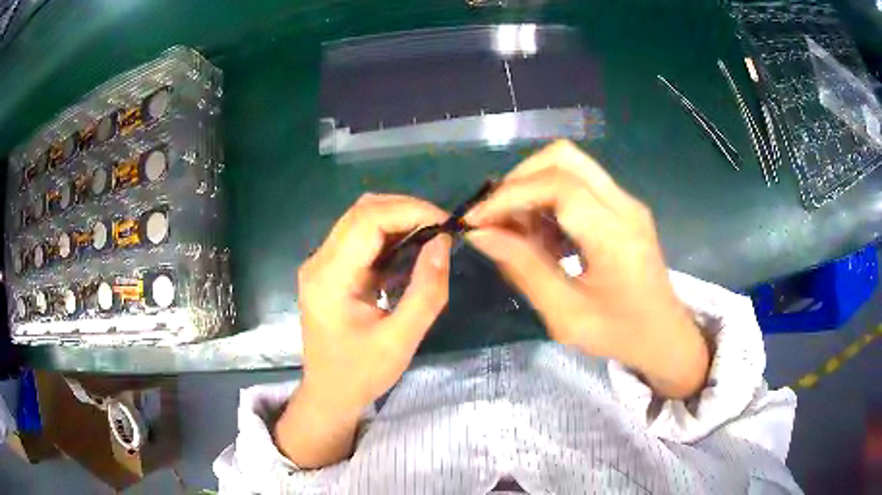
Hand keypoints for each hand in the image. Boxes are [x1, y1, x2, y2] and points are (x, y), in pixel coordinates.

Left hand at [275, 194, 450, 467]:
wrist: (330, 393)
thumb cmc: (361, 374)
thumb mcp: (400, 341)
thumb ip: (425, 292)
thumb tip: (443, 243)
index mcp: (329, 277)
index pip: (368, 219)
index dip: (410, 211)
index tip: (445, 224)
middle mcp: (319, 261)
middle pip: (362, 212)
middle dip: (406, 211)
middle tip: (441, 229)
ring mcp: (321, 264)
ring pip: (360, 220)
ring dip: (398, 221)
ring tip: (431, 237)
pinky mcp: (329, 271)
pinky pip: (360, 239)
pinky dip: (389, 237)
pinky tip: (410, 253)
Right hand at [464, 140, 707, 397]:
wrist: (664, 336)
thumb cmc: (619, 334)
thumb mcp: (566, 314)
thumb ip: (523, 269)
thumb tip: (481, 234)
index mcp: (615, 236)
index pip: (558, 186)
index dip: (510, 195)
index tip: (476, 219)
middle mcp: (624, 205)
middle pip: (563, 158)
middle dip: (519, 180)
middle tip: (497, 218)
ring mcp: (627, 202)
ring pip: (570, 164)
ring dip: (534, 187)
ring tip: (519, 230)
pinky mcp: (624, 207)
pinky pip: (580, 183)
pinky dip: (550, 198)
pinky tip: (544, 235)